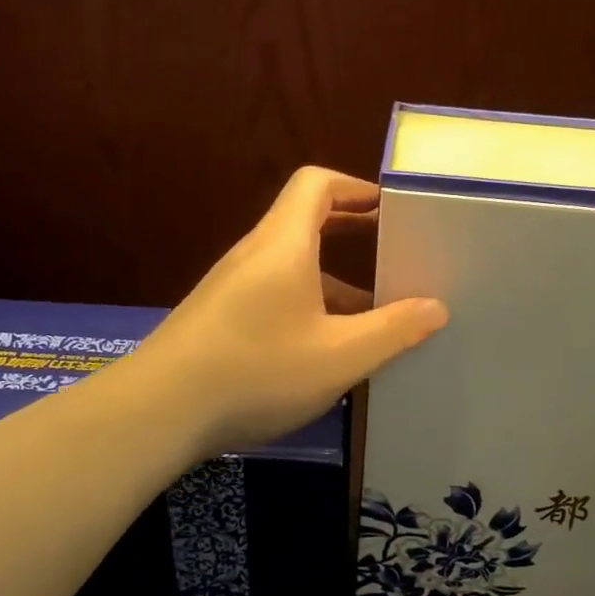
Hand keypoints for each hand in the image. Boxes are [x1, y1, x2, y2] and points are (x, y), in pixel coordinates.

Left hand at [131, 167, 448, 459]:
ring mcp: (232, 285)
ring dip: (334, 278)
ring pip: (292, 264)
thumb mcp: (339, 357)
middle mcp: (255, 254)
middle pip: (305, 220)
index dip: (355, 186)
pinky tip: (327, 348)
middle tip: (393, 252)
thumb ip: (392, 330)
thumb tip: (436, 307)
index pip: (316, 183)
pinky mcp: (219, 315)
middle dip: (352, 231)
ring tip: (374, 312)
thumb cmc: (256, 371)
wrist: (158, 412)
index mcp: (284, 245)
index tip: (390, 210)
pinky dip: (308, 303)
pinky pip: (274, 292)